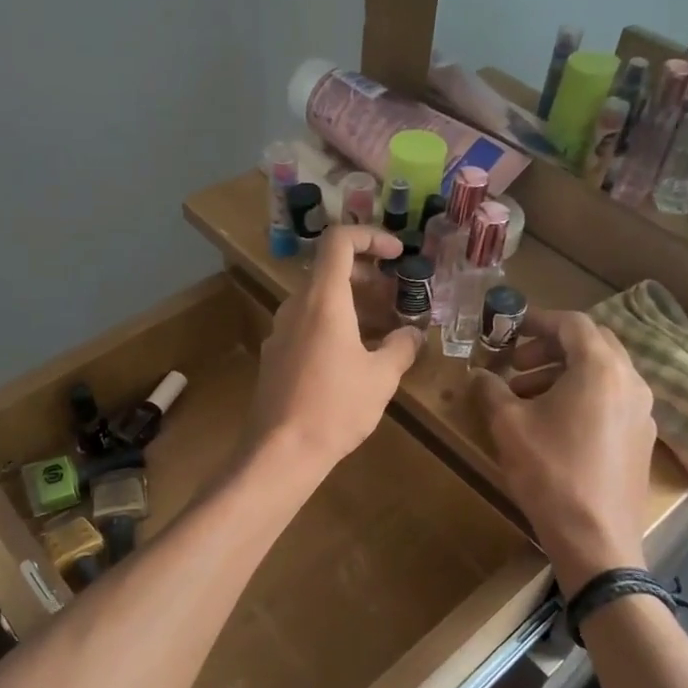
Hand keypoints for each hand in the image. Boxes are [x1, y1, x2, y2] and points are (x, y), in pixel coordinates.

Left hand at [248, 226, 422, 475]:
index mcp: (323, 300)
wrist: (280, 451)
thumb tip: (413, 334)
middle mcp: (296, 307)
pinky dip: (335, 327)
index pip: (340, 241)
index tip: (398, 254)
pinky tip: (355, 360)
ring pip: (320, 302)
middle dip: (369, 279)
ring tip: (384, 333)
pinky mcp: (275, 356)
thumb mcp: (381, 377)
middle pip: (331, 272)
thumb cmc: (335, 407)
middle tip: (398, 300)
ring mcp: (281, 332)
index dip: (371, 237)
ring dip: (354, 307)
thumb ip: (401, 348)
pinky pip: (308, 326)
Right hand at [471, 310, 654, 586]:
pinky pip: (611, 399)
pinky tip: (553, 424)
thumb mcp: (508, 426)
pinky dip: (582, 396)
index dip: (538, 320)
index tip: (509, 328)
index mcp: (601, 368)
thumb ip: (491, 389)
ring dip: (562, 374)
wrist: (596, 539)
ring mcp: (642, 411)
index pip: (573, 323)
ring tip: (524, 398)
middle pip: (592, 344)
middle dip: (549, 347)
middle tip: (515, 365)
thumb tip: (479, 374)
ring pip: (602, 373)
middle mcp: (630, 381)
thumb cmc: (550, 473)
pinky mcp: (642, 438)